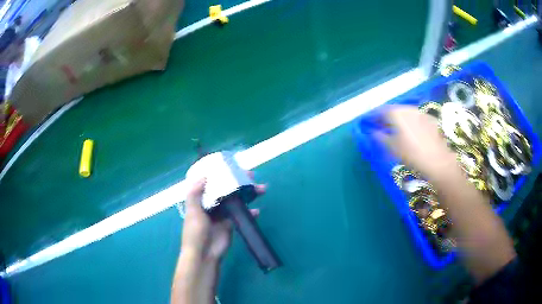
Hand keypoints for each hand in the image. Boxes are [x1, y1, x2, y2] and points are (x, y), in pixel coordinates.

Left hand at [181, 174, 265, 261]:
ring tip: (261, 188)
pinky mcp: (231, 223)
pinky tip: (257, 211)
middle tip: (251, 175)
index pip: (212, 182)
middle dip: (239, 182)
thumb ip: (195, 193)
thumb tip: (204, 176)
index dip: (221, 174)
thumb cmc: (195, 232)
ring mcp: (223, 214)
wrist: (204, 253)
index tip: (232, 166)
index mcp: (201, 199)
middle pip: (227, 189)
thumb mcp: (193, 211)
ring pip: (236, 200)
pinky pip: (242, 214)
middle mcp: (212, 204)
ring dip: (248, 194)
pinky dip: (250, 212)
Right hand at [377, 105, 455, 178]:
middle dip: (385, 117)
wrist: (438, 160)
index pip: (379, 111)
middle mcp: (408, 108)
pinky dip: (409, 121)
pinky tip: (411, 131)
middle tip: (380, 125)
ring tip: (395, 128)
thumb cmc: (412, 154)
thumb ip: (379, 137)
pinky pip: (415, 117)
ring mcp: (420, 112)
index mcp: (396, 113)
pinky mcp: (430, 118)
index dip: (372, 116)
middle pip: (393, 110)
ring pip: (405, 112)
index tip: (367, 122)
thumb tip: (372, 131)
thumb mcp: (392, 147)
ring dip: (398, 118)